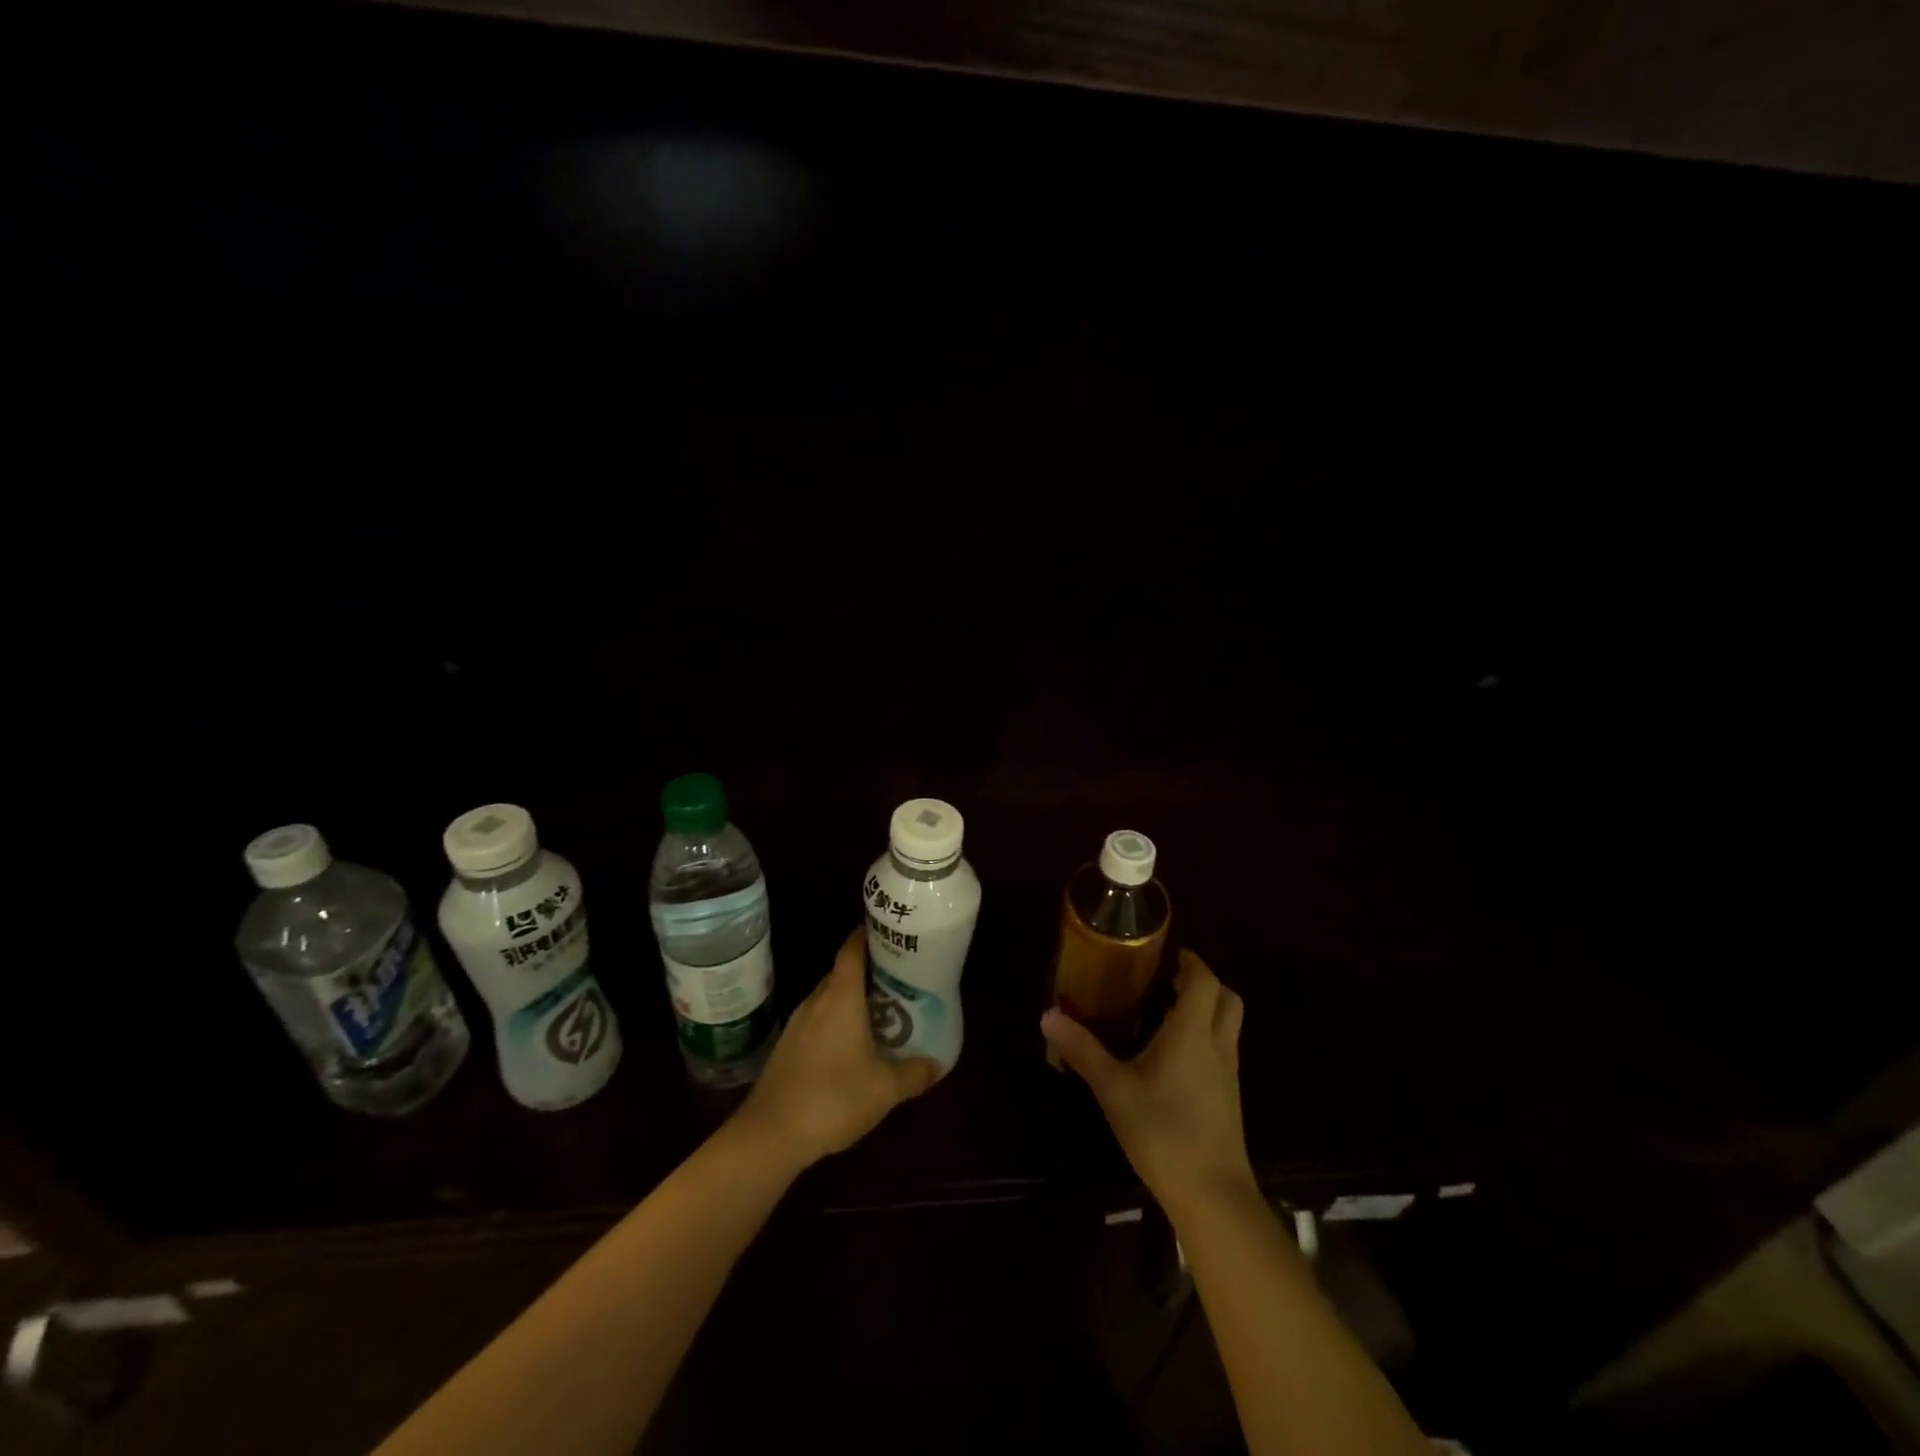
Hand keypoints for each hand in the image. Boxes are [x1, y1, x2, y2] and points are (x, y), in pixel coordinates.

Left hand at [737, 928, 940, 1170]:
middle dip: (868, 971)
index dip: (868, 935)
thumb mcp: (884, 1089)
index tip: (889, 932)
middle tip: (899, 976)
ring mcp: (797, 1025)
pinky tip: (853, 1045)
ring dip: (852, 999)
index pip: (852, 949)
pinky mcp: (787, 1048)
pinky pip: (818, 1021)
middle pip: (842, 972)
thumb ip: (913, 1073)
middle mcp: (816, 1001)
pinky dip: (837, 1022)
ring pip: (829, 999)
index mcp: (840, 997)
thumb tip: (937, 1064)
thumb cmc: (832, 1098)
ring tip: (883, 1010)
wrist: (770, 1135)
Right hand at [1041, 949, 1255, 1218]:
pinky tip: (1174, 1059)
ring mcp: (1228, 1075)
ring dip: (1206, 1011)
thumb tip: (1048, 1015)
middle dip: (1204, 983)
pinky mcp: (1229, 1100)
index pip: (1205, 981)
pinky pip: (1222, 1052)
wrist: (1213, 1197)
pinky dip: (1205, 1039)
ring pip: (1228, 1026)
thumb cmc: (1162, 1132)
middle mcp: (1217, 1046)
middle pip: (1227, 999)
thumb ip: (1082, 1050)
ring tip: (1166, 1015)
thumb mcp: (1113, 1089)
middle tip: (1170, 982)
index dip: (1191, 962)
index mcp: (1192, 1033)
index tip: (1169, 955)